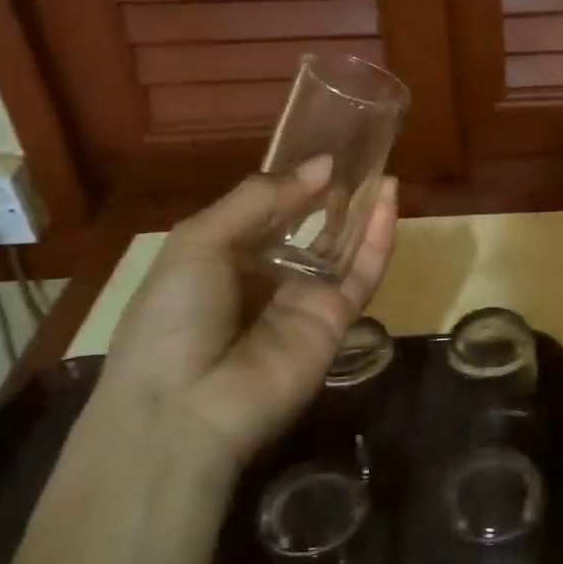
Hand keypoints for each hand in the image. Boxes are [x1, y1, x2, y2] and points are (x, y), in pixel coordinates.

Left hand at [100, 161, 398, 463]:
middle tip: (361, 157)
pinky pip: (362, 275)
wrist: (183, 410)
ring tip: (382, 171)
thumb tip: (321, 165)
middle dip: (334, 196)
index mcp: (226, 257)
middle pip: (312, 229)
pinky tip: (388, 202)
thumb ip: (260, 199)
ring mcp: (305, 300)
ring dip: (363, 211)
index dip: (297, 183)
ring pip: (344, 249)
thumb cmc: (174, 316)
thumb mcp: (200, 241)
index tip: (325, 153)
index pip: (271, 213)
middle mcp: (269, 277)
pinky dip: (378, 239)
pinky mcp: (337, 321)